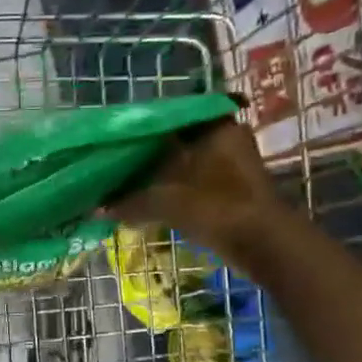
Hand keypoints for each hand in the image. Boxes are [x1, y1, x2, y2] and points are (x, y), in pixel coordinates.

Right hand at [109, 119, 285, 268]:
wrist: (263, 243)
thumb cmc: (215, 207)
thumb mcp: (165, 202)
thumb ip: (130, 202)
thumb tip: (97, 208)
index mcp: (214, 126)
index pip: (170, 117)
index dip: (142, 129)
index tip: (117, 141)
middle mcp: (227, 137)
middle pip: (178, 141)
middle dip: (150, 154)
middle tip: (118, 164)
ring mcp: (234, 163)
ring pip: (187, 162)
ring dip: (162, 174)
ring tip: (129, 184)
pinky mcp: (234, 188)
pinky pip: (196, 180)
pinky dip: (176, 189)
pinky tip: (151, 200)